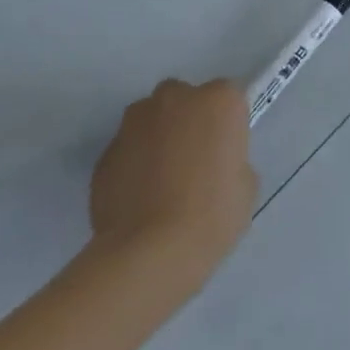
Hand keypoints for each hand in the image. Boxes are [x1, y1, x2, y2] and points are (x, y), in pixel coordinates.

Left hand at [89, 78, 257, 296]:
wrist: (149, 252)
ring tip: (159, 179)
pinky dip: (132, 164)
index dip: (226, 123)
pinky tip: (137, 198)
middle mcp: (176, 98)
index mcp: (219, 100)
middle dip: (186, 119)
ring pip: (148, 119)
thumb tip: (212, 165)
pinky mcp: (104, 154)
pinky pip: (126, 151)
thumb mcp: (245, 183)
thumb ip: (230, 159)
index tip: (225, 149)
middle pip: (183, 98)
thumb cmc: (213, 213)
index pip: (227, 97)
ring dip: (155, 137)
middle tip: (192, 158)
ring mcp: (134, 124)